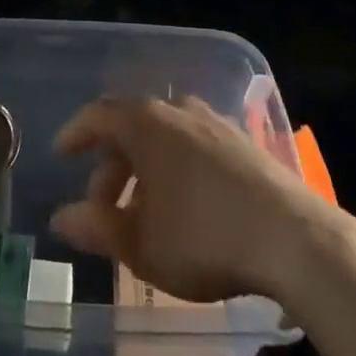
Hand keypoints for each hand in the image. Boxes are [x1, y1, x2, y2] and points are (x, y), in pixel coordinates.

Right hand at [49, 95, 353, 304]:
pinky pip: (195, 144)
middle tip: (104, 208)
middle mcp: (178, 110)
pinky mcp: (244, 143)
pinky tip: (186, 204)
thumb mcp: (141, 245)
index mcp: (146, 124)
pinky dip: (177, 167)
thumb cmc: (204, 238)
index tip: (61, 154)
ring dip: (145, 168)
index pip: (98, 116)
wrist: (294, 239)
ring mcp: (215, 123)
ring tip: (145, 210)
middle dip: (112, 166)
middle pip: (132, 126)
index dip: (75, 134)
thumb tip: (62, 218)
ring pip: (165, 136)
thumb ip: (97, 228)